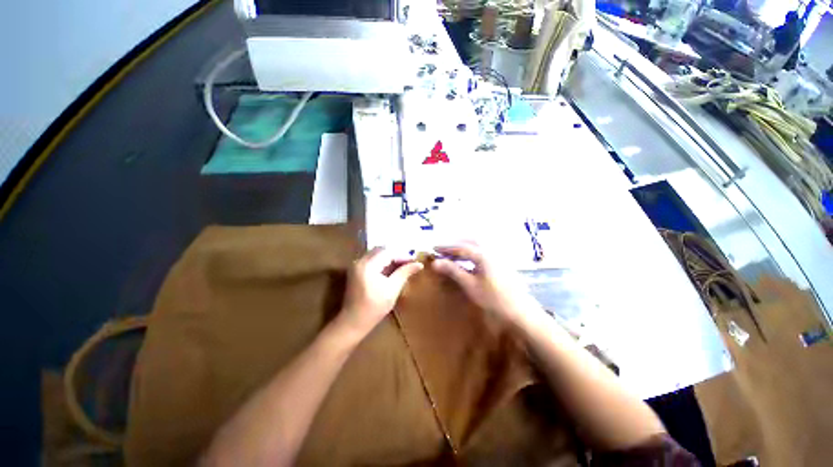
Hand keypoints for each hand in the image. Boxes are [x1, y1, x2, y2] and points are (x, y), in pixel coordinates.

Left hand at [338, 248, 422, 337]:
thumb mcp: (392, 290)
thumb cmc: (374, 308)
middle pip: (382, 250)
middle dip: (397, 254)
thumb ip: (404, 273)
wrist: (352, 322)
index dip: (402, 255)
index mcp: (368, 265)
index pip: (388, 252)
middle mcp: (360, 261)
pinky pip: (372, 259)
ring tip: (403, 266)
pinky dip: (383, 262)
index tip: (414, 261)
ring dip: (390, 258)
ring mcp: (356, 265)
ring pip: (377, 254)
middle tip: (409, 262)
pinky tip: (392, 269)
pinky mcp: (356, 270)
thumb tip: (419, 264)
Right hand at [432, 242, 537, 323]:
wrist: (521, 312)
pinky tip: (468, 261)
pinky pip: (483, 251)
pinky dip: (472, 253)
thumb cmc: (494, 299)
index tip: (433, 248)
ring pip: (477, 246)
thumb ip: (453, 271)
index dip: (446, 247)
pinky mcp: (501, 263)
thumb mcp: (470, 285)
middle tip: (442, 250)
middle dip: (455, 244)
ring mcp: (497, 256)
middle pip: (470, 241)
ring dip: (463, 247)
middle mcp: (490, 250)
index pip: (460, 247)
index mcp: (482, 254)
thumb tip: (435, 262)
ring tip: (452, 255)